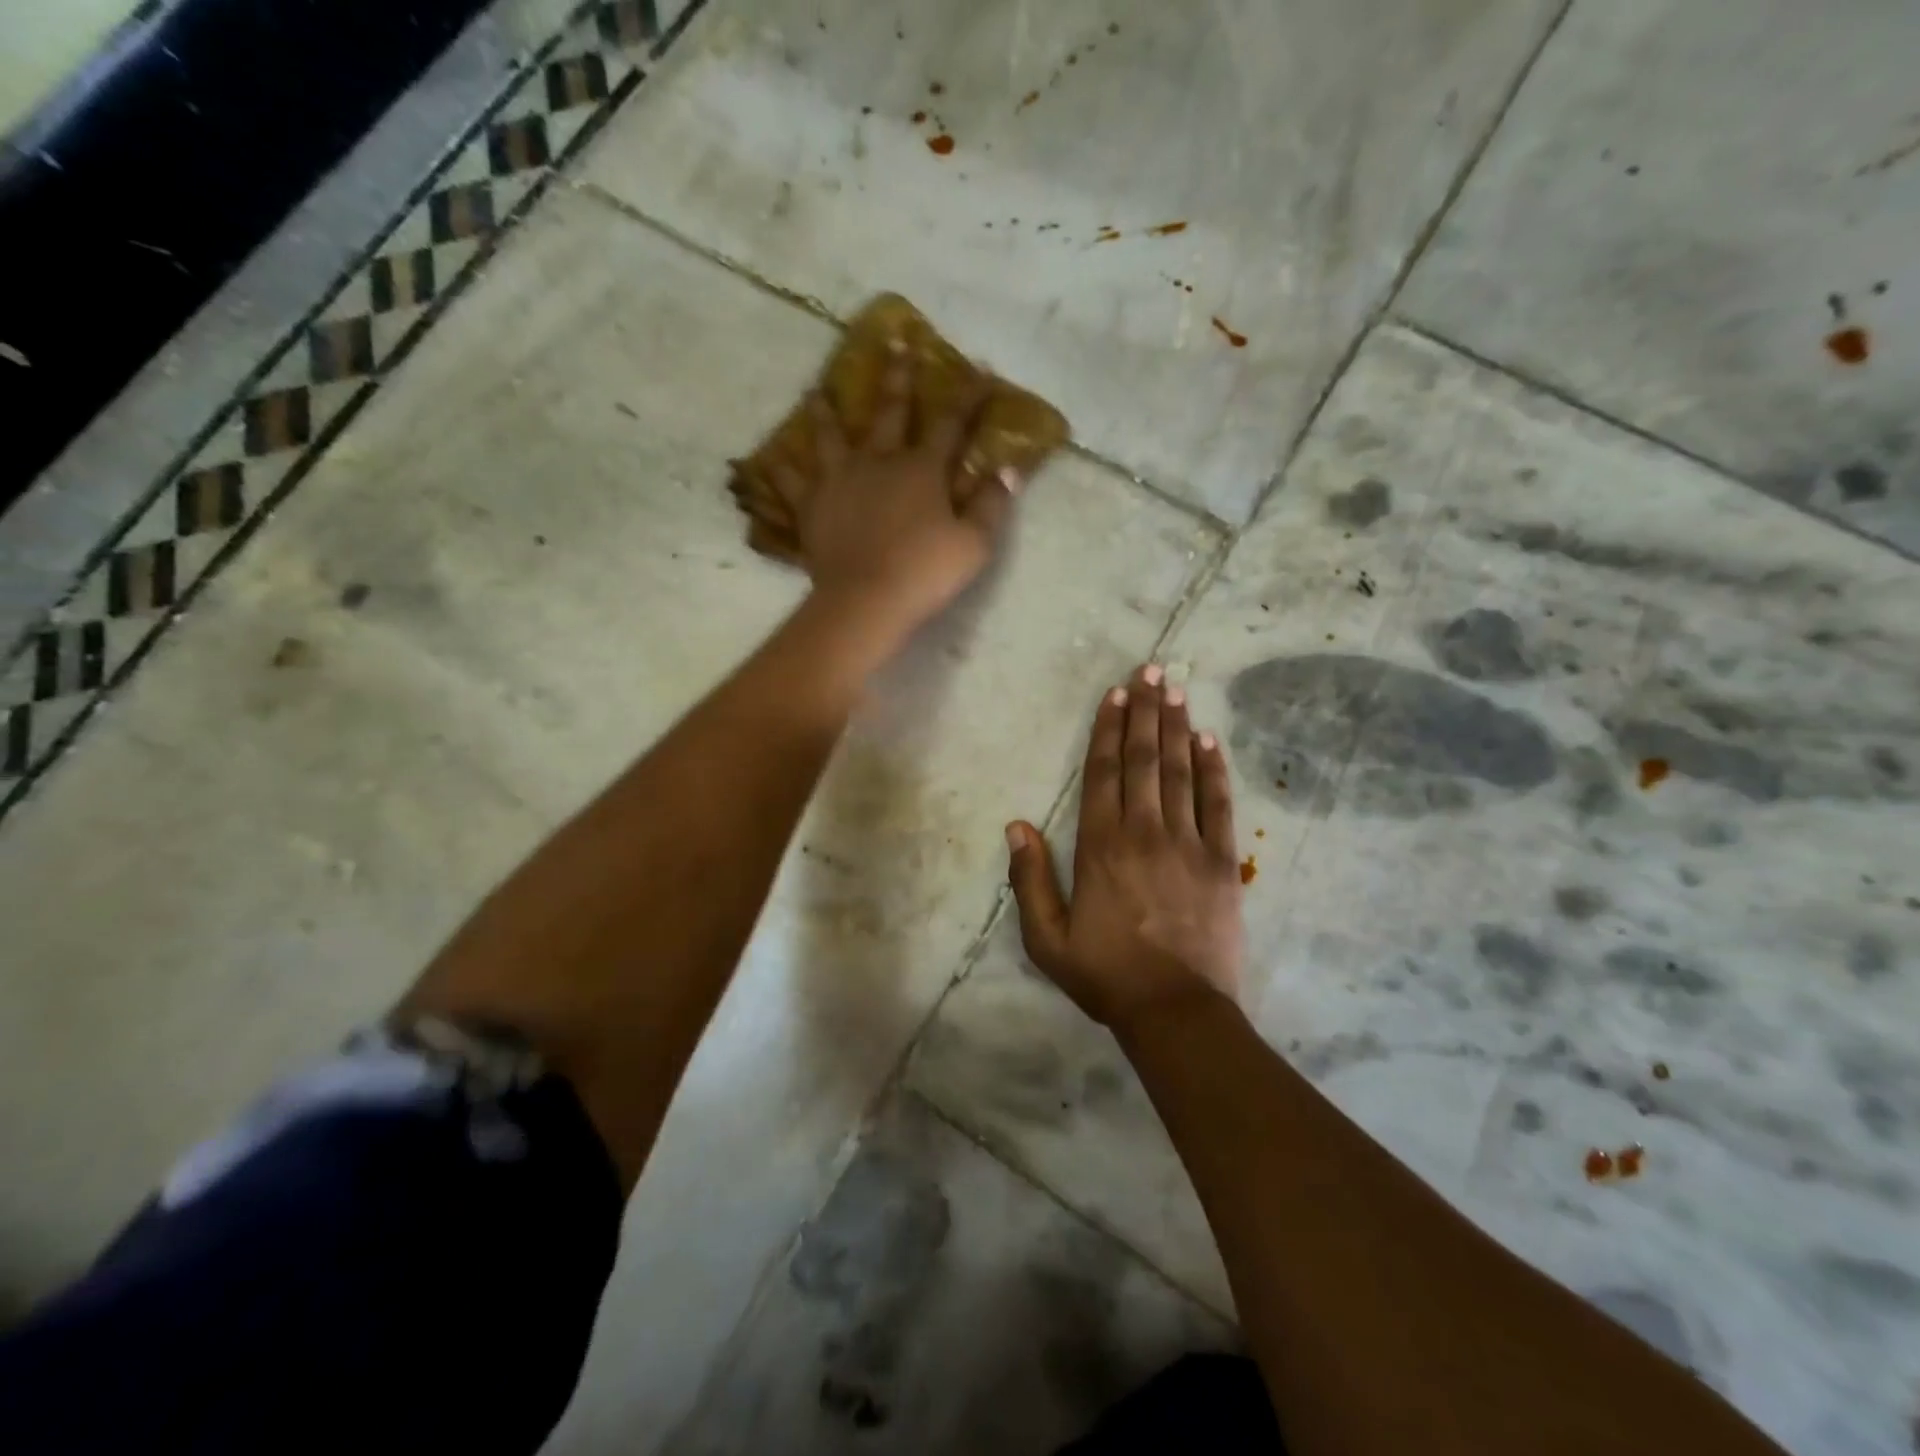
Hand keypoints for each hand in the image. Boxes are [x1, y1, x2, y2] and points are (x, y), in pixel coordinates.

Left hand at [770, 348, 1017, 639]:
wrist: (866, 599)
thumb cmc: (925, 572)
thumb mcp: (974, 543)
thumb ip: (992, 504)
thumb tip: (1010, 469)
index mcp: (922, 469)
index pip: (951, 424)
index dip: (967, 395)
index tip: (978, 365)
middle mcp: (879, 462)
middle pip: (889, 412)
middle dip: (897, 377)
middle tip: (895, 342)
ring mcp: (840, 481)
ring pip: (830, 437)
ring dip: (825, 412)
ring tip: (816, 390)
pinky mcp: (811, 507)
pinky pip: (792, 484)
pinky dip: (782, 471)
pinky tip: (770, 459)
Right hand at [1006, 664, 1244, 1032]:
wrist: (1176, 1011)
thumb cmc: (1106, 974)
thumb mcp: (1046, 938)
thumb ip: (1029, 880)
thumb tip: (1015, 826)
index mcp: (1100, 845)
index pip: (1103, 772)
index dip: (1108, 728)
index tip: (1116, 693)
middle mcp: (1145, 831)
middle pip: (1144, 759)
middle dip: (1146, 711)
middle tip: (1153, 669)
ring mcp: (1189, 843)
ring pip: (1181, 771)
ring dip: (1178, 727)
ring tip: (1177, 689)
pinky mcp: (1224, 861)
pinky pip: (1220, 803)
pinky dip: (1215, 768)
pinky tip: (1210, 740)